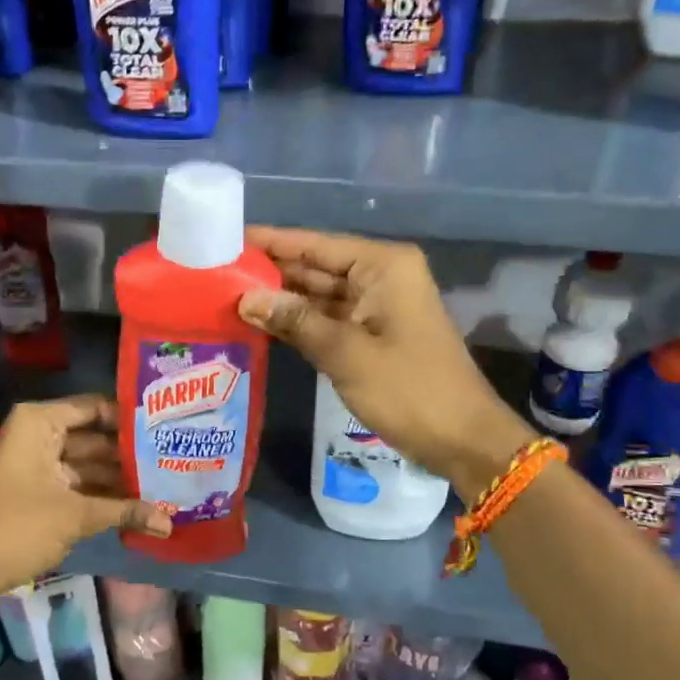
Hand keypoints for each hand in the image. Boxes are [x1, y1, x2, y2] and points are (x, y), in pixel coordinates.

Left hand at [0, 394, 170, 596]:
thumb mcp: (77, 515)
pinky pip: (81, 480)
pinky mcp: (44, 486)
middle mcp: (40, 433)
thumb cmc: (22, 526)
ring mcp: (41, 460)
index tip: (166, 425)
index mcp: (40, 422)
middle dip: (130, 451)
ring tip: (167, 479)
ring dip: (122, 475)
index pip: (94, 408)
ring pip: (91, 461)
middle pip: (96, 435)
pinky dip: (105, 491)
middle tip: (173, 455)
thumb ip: (126, 511)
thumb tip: (169, 523)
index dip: (129, 418)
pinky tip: (142, 500)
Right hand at [238, 227, 528, 495]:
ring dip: (281, 299)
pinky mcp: (373, 335)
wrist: (463, 440)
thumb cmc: (410, 389)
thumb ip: (295, 321)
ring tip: (227, 295)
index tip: (228, 239)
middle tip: (216, 272)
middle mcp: (380, 277)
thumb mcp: (347, 353)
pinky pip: (328, 319)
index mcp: (383, 266)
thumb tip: (246, 299)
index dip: (272, 242)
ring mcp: (377, 307)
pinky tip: (260, 324)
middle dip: (271, 271)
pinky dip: (299, 322)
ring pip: (319, 294)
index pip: (316, 245)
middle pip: (316, 267)